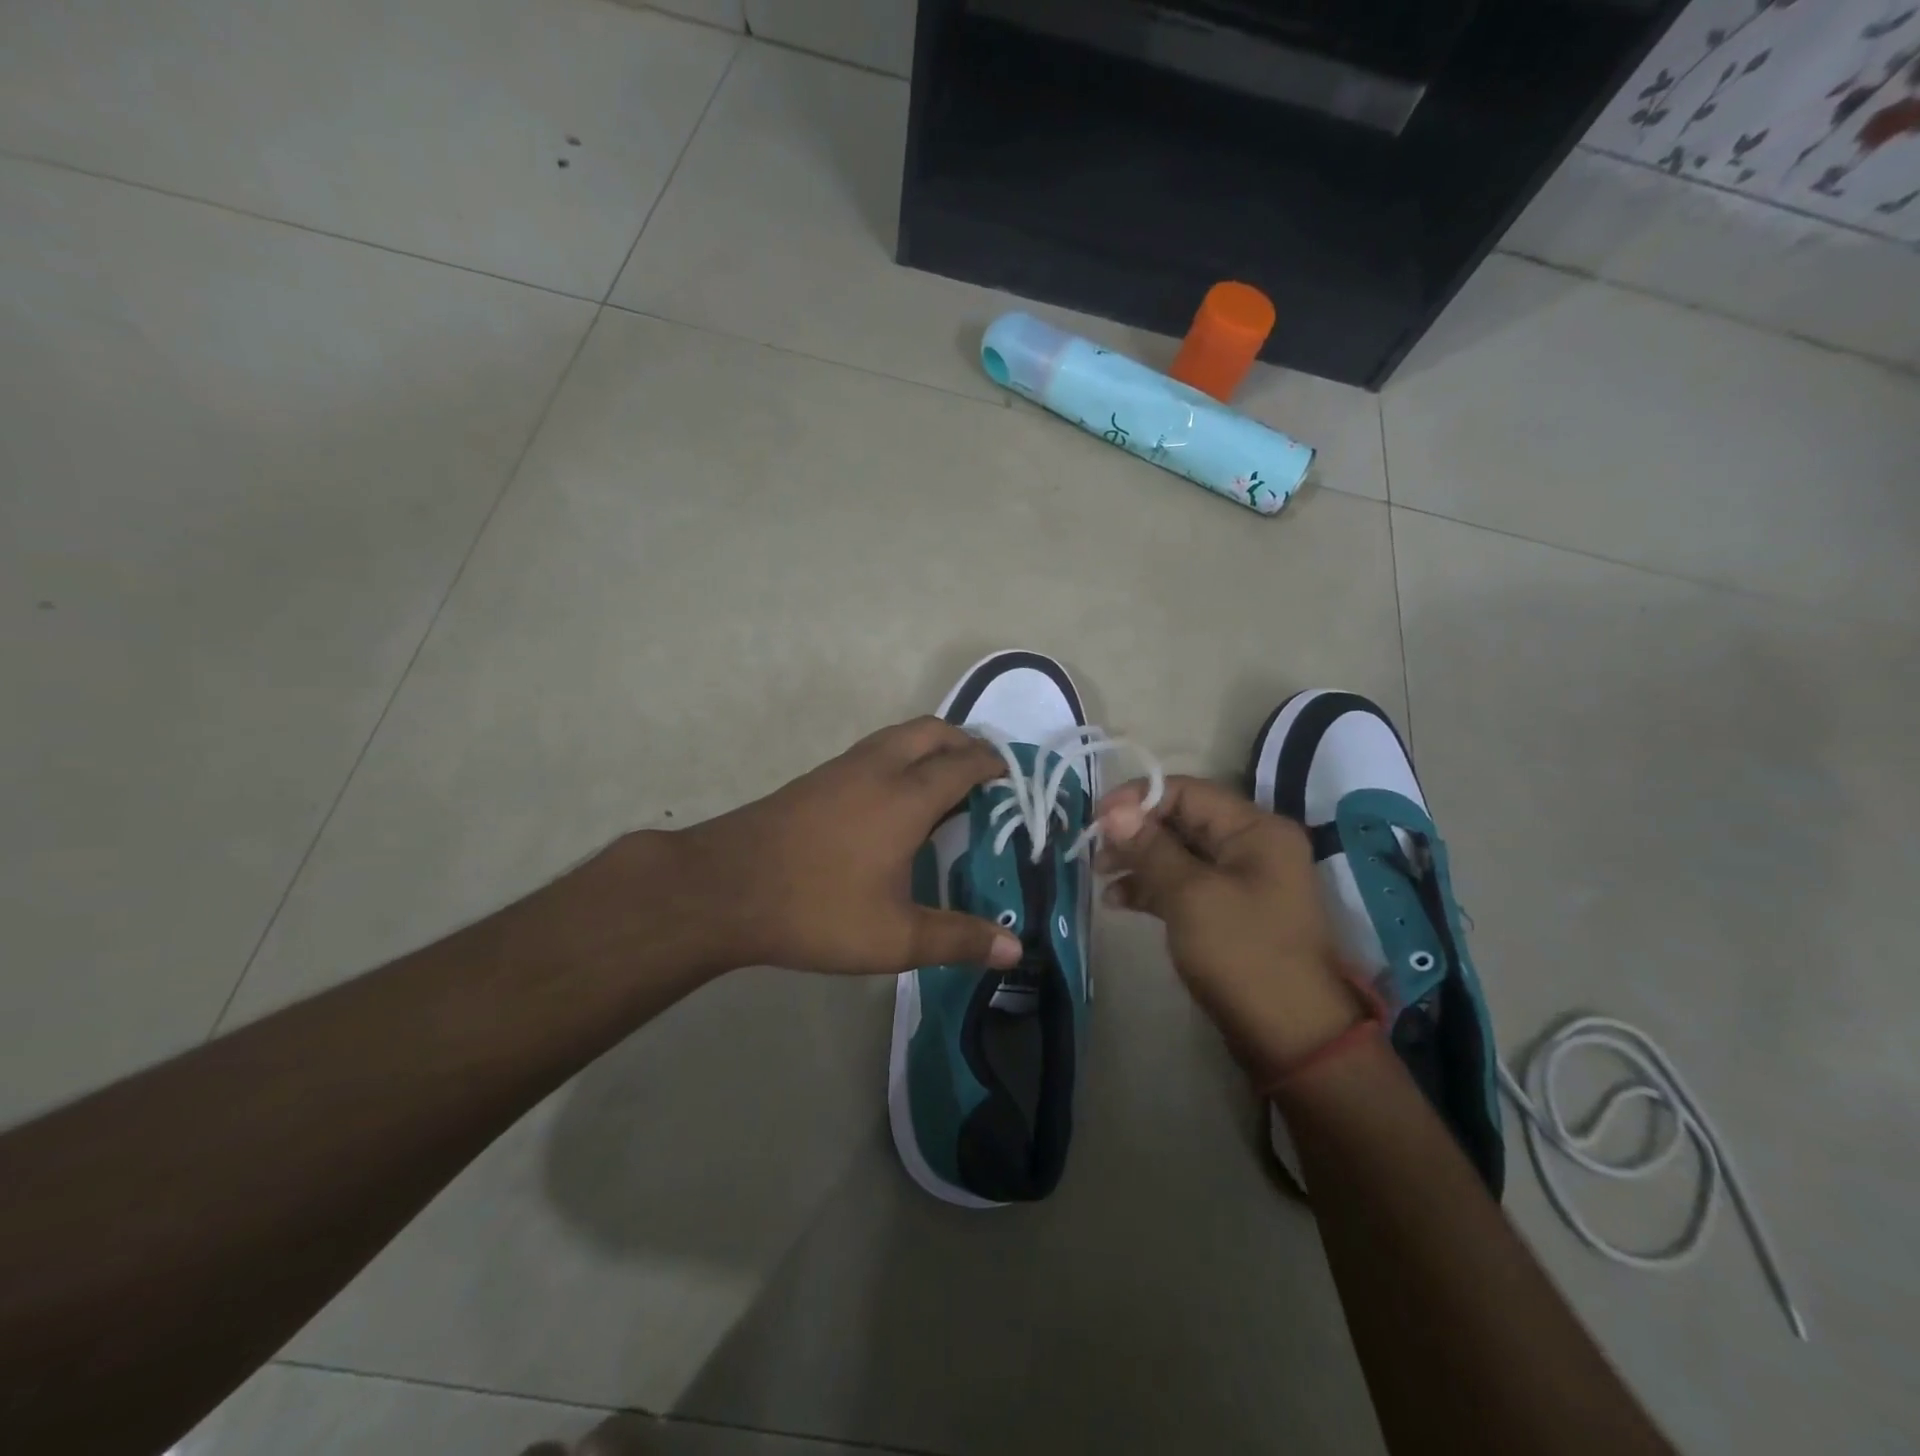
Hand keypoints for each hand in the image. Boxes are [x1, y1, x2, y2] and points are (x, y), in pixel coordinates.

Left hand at [669, 717, 1022, 976]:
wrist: (723, 888)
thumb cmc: (816, 909)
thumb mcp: (894, 937)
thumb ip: (957, 939)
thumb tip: (1016, 949)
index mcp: (906, 797)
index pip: (963, 764)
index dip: (992, 764)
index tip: (1013, 774)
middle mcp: (878, 768)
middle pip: (932, 731)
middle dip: (964, 741)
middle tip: (984, 771)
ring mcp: (842, 768)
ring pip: (898, 735)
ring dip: (929, 744)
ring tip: (944, 779)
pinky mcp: (815, 778)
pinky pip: (873, 750)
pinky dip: (899, 755)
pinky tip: (892, 797)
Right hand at [1097, 775, 1364, 1081]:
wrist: (1292, 1038)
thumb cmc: (1242, 954)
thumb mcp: (1190, 895)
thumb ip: (1150, 847)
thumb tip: (1113, 811)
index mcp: (1255, 828)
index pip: (1187, 791)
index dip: (1138, 799)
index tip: (1097, 819)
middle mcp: (1252, 845)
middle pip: (1182, 820)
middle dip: (1135, 832)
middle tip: (1095, 852)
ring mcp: (1242, 880)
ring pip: (1178, 854)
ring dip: (1138, 861)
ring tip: (1101, 878)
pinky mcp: (1229, 911)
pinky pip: (1184, 885)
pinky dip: (1152, 888)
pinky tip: (1118, 902)